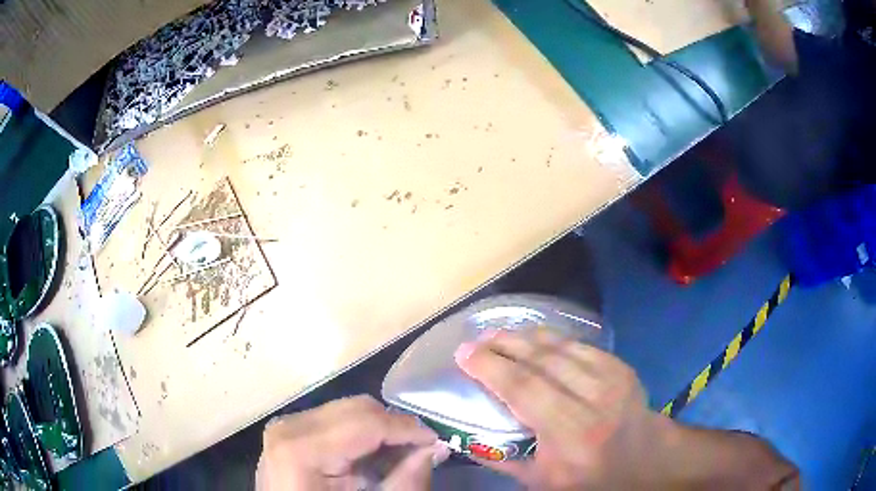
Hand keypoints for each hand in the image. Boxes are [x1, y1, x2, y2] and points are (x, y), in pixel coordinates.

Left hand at [255, 395, 449, 490]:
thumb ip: (405, 480)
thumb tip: (436, 447)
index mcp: (301, 449)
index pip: (366, 422)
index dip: (407, 429)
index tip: (437, 441)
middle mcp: (288, 427)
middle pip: (357, 409)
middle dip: (394, 428)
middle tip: (420, 449)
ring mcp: (285, 425)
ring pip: (347, 410)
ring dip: (378, 430)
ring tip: (396, 456)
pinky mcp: (288, 429)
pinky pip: (333, 419)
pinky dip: (359, 434)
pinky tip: (370, 456)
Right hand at [454, 329, 667, 489]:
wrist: (644, 461)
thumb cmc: (589, 477)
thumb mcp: (541, 481)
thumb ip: (503, 459)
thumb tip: (467, 438)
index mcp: (571, 433)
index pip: (524, 389)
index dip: (490, 367)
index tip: (463, 354)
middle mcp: (594, 399)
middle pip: (541, 360)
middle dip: (504, 345)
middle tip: (477, 340)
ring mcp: (612, 378)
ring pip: (560, 347)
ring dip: (525, 337)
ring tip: (499, 335)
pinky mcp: (620, 366)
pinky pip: (579, 345)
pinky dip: (552, 340)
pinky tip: (534, 339)